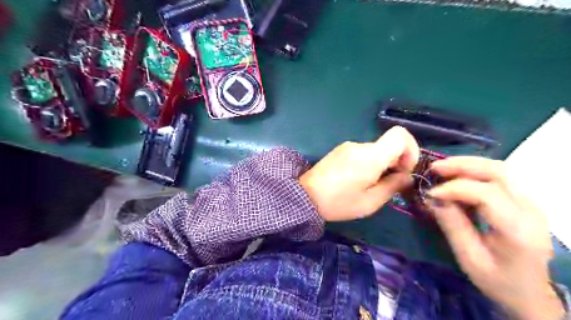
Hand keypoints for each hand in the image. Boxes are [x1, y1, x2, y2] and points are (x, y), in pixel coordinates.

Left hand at [299, 126, 417, 221]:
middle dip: (396, 163)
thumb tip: (406, 176)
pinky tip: (357, 180)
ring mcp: (348, 146)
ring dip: (381, 165)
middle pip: (388, 145)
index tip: (404, 170)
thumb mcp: (370, 202)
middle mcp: (359, 145)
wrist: (304, 196)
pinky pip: (362, 153)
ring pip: (375, 150)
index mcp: (370, 156)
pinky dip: (368, 163)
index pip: (400, 135)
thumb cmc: (338, 202)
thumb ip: (393, 186)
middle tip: (388, 184)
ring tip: (370, 185)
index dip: (411, 150)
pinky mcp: (340, 151)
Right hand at [426, 156, 562, 318]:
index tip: (430, 193)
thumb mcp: (469, 258)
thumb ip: (452, 225)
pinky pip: (498, 177)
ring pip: (499, 169)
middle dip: (462, 165)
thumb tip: (432, 198)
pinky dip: (474, 172)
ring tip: (442, 169)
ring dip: (467, 165)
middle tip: (434, 168)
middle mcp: (530, 210)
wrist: (530, 293)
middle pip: (498, 172)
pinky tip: (456, 177)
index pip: (486, 194)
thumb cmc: (498, 280)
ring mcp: (530, 203)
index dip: (454, 188)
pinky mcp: (523, 201)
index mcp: (517, 230)